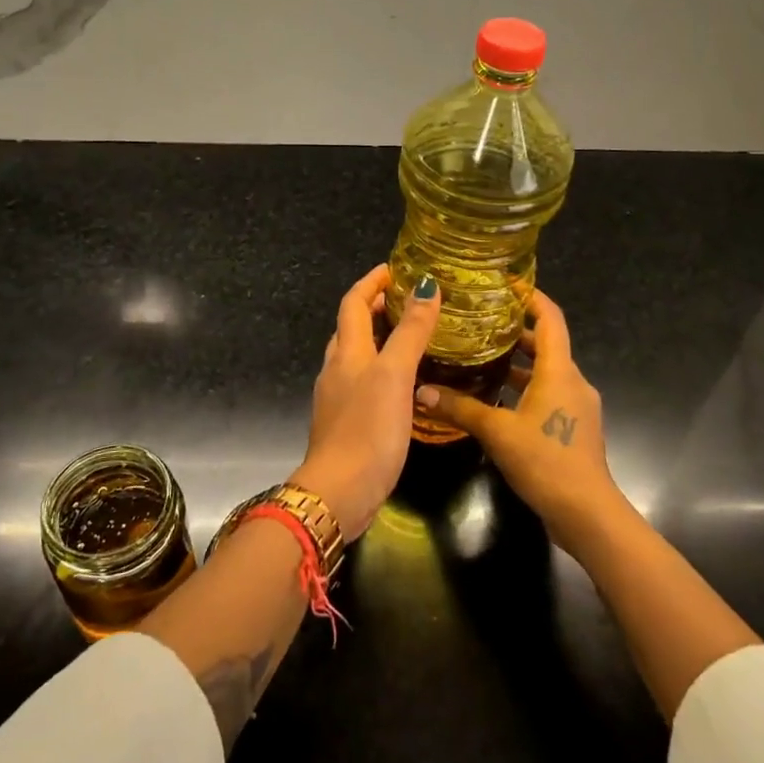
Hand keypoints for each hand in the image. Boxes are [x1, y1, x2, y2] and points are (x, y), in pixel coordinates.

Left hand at [299, 264, 441, 537]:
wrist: (339, 493)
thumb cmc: (368, 429)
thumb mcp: (394, 375)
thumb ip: (410, 332)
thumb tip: (426, 286)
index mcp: (347, 352)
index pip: (353, 303)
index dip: (371, 282)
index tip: (395, 269)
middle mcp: (337, 369)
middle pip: (352, 327)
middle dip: (377, 308)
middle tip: (411, 301)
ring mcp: (339, 398)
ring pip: (358, 356)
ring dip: (381, 339)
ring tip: (414, 337)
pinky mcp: (348, 423)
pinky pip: (365, 383)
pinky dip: (383, 370)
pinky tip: (406, 384)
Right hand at [413, 291, 622, 543]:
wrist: (587, 513)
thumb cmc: (545, 460)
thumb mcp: (497, 432)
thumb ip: (460, 408)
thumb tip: (420, 391)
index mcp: (559, 371)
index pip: (550, 318)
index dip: (532, 297)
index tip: (508, 284)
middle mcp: (573, 381)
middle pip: (547, 344)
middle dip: (516, 331)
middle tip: (481, 321)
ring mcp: (577, 406)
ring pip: (547, 372)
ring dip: (520, 364)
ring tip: (482, 357)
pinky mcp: (575, 428)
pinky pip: (550, 395)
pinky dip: (526, 389)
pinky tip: (497, 400)